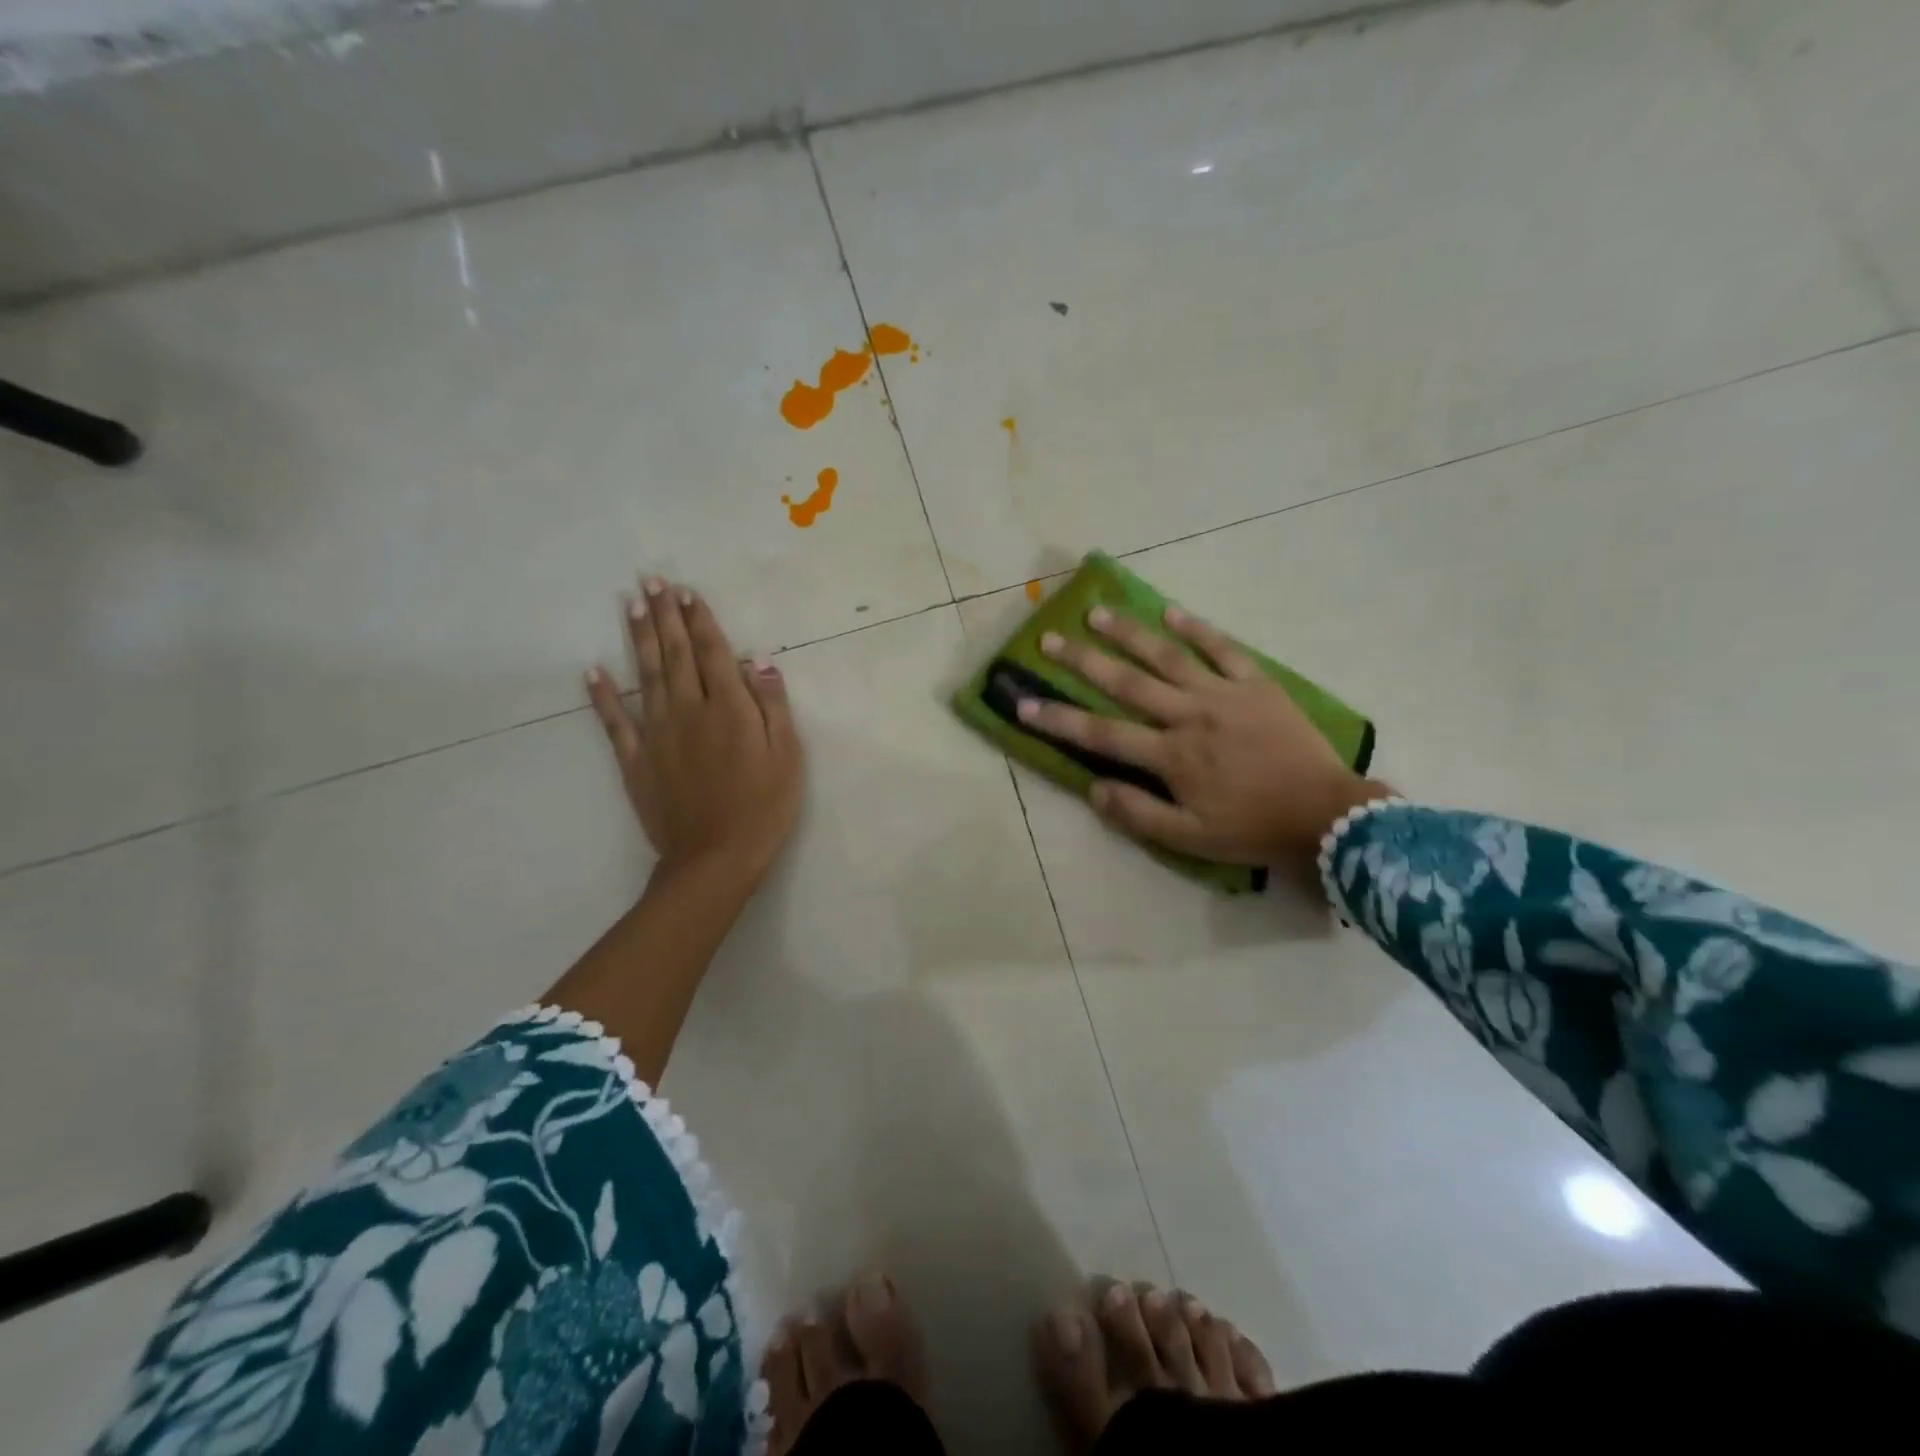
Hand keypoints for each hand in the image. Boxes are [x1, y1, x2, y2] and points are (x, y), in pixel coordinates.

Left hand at [586, 578, 802, 889]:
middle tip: (651, 581)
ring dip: (637, 638)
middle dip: (664, 616)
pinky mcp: (636, 760)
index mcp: (729, 709)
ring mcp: (657, 734)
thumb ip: (773, 706)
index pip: (712, 652)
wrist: (715, 859)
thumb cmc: (764, 807)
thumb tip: (758, 661)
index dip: (700, 620)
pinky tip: (592, 670)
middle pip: (674, 654)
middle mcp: (689, 711)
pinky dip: (602, 695)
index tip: (687, 592)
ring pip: (644, 675)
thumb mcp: (787, 756)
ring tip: (630, 605)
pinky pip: (614, 721)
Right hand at [1017, 604, 1387, 874]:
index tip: (1023, 704)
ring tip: (1097, 612)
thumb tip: (1092, 788)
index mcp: (1171, 756)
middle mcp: (1189, 715)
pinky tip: (1170, 612)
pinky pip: (1222, 649)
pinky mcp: (1256, 684)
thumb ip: (1137, 813)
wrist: (1326, 815)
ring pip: (1167, 656)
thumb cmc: (1253, 829)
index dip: (1058, 719)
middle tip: (1050, 639)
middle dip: (1082, 661)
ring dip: (1129, 633)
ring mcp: (1224, 694)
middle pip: (1126, 683)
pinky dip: (1196, 629)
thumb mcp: (1189, 839)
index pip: (1101, 734)